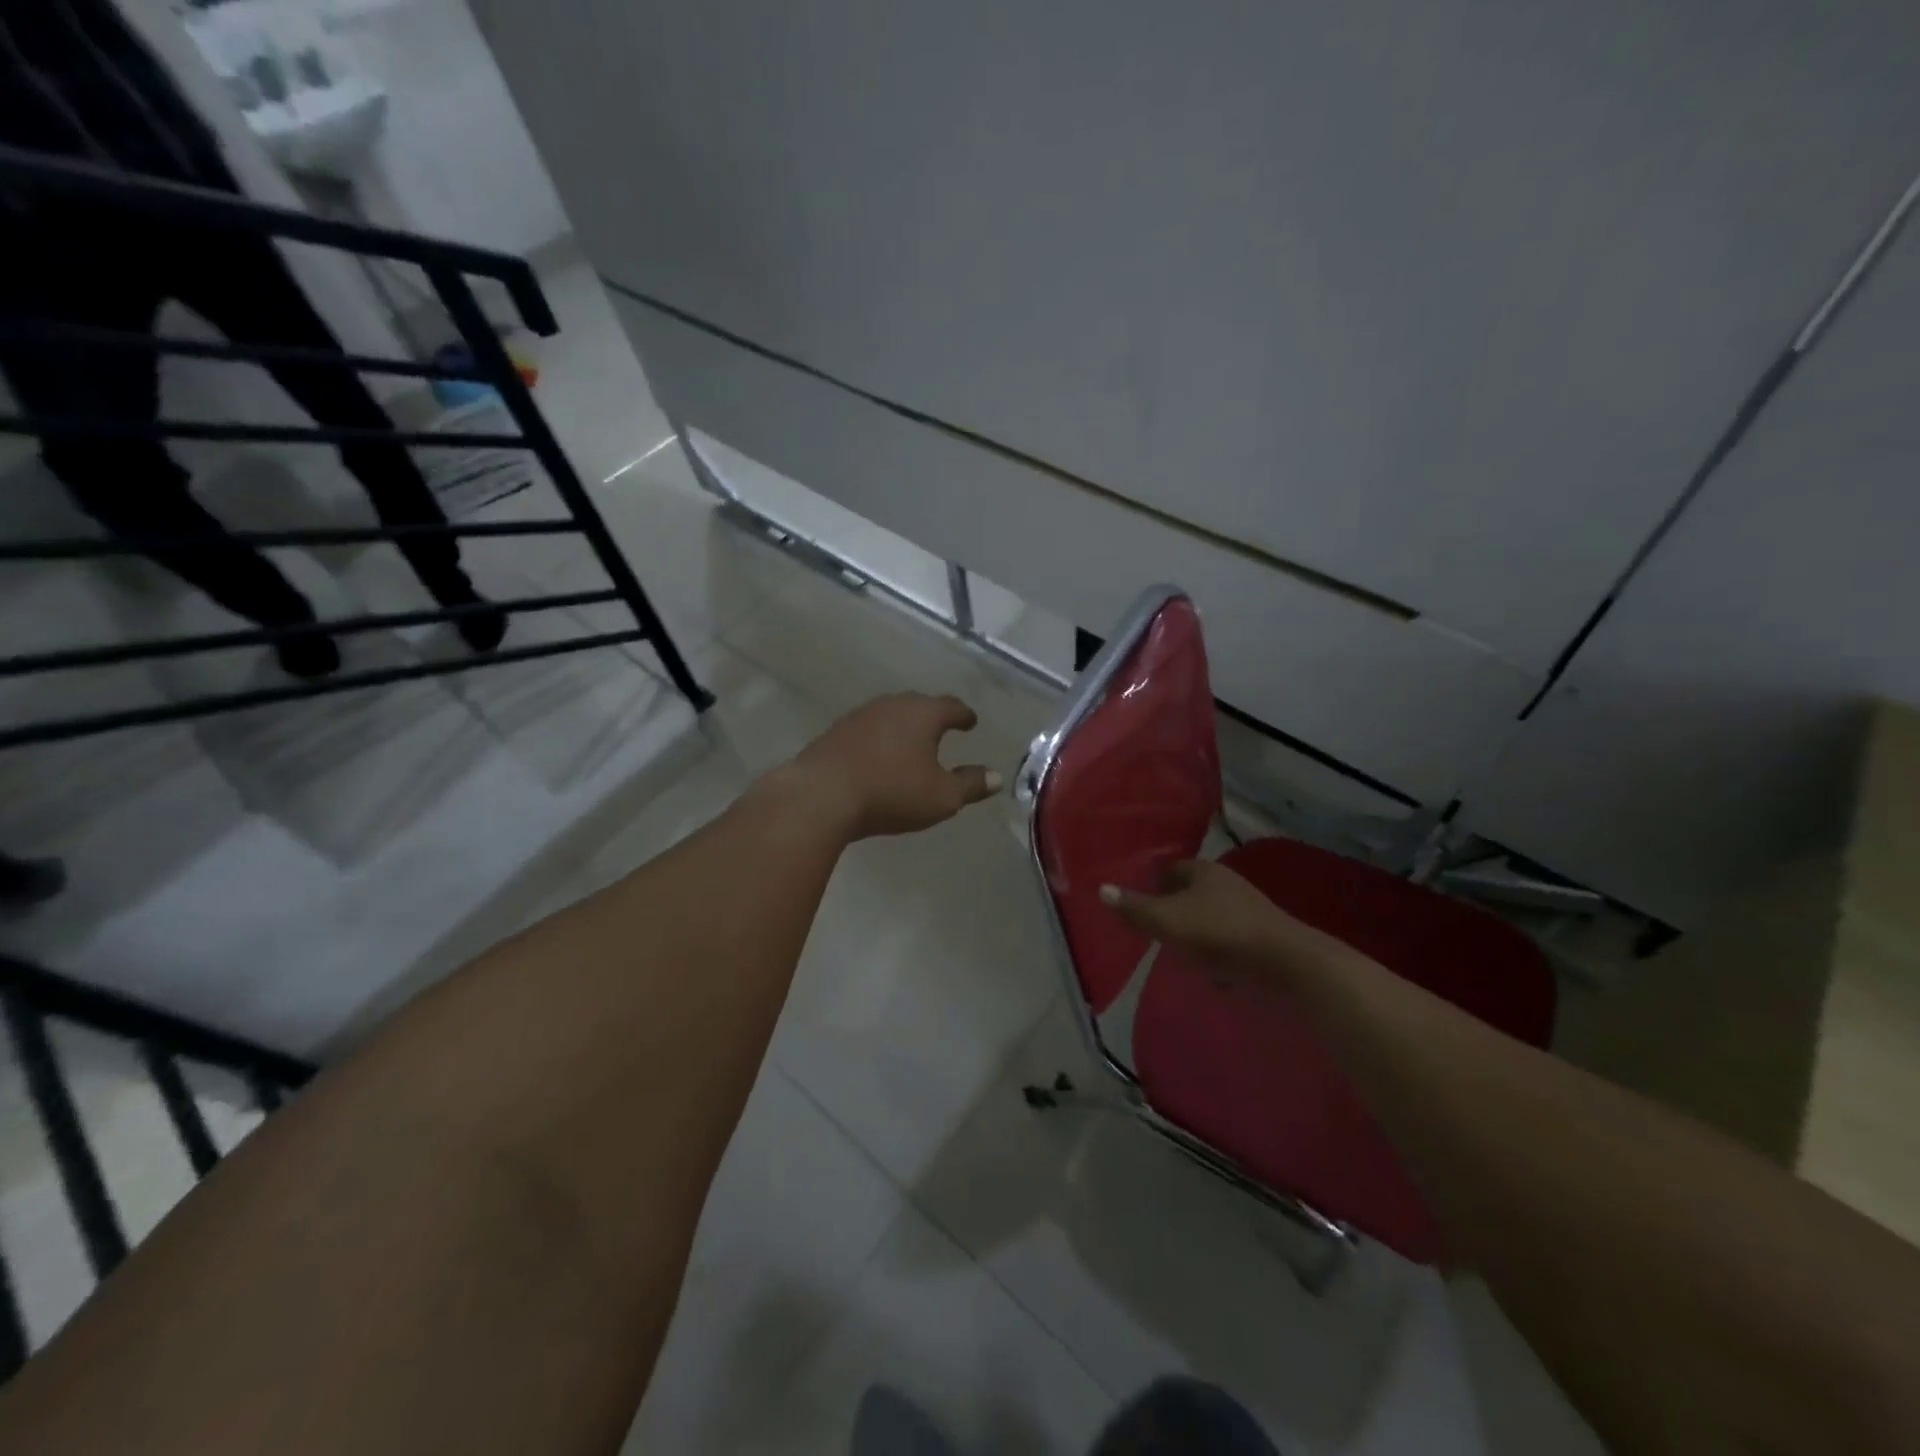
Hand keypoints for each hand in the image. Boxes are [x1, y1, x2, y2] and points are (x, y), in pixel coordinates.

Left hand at [780, 692, 1001, 839]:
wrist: (821, 795)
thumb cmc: (892, 792)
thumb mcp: (942, 797)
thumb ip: (971, 785)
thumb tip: (996, 777)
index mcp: (923, 714)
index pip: (951, 706)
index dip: (963, 715)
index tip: (970, 722)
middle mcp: (892, 705)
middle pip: (918, 705)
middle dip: (932, 717)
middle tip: (942, 729)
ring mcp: (860, 716)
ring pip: (890, 715)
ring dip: (902, 727)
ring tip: (910, 744)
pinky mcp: (835, 732)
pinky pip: (867, 730)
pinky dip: (878, 739)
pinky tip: (877, 756)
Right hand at [1100, 859, 1320, 978]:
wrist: (1285, 964)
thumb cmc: (1218, 934)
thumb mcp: (1166, 921)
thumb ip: (1134, 908)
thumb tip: (1101, 889)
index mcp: (1203, 872)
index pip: (1171, 869)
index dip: (1153, 884)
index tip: (1138, 903)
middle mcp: (1227, 884)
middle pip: (1192, 893)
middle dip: (1174, 908)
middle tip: (1154, 928)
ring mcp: (1248, 911)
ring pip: (1211, 917)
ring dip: (1196, 932)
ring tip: (1179, 952)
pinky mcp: (1263, 938)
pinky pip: (1231, 942)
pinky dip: (1219, 954)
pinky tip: (1212, 973)